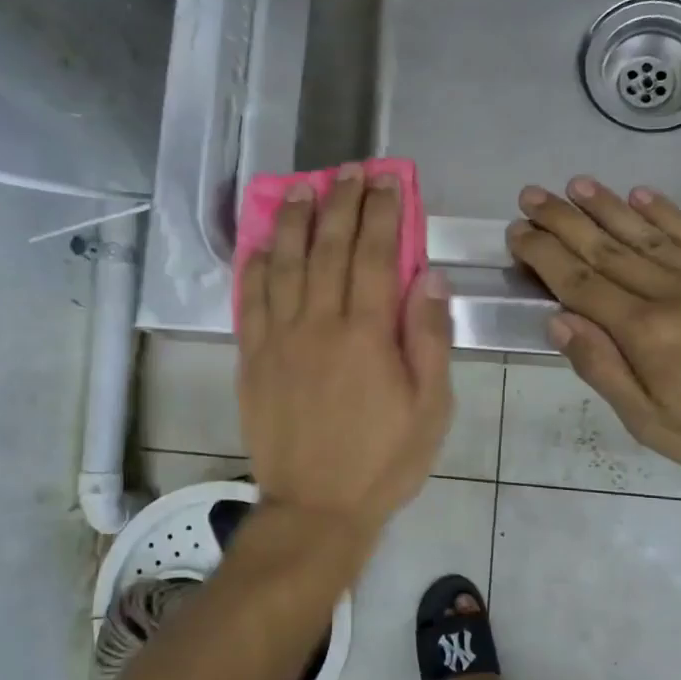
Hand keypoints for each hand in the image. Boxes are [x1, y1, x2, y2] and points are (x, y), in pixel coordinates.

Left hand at [238, 165, 453, 533]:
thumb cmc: (384, 461)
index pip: (373, 254)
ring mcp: (278, 340)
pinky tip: (262, 245)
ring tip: (301, 189)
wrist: (315, 507)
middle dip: (339, 203)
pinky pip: (250, 302)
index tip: (386, 181)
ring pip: (283, 265)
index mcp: (366, 334)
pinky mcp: (251, 360)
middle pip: (327, 248)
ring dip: (293, 222)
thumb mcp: (430, 408)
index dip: (381, 212)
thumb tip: (428, 277)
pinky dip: (255, 267)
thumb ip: (428, 339)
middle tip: (347, 172)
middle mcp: (318, 324)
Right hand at [507, 178, 680, 499]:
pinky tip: (640, 194)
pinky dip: (664, 211)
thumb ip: (604, 370)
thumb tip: (559, 321)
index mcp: (644, 333)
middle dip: (563, 221)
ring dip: (606, 206)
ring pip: (645, 233)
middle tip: (531, 195)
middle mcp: (671, 293)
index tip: (517, 232)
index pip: (579, 283)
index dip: (544, 255)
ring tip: (575, 184)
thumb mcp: (653, 424)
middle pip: (606, 249)